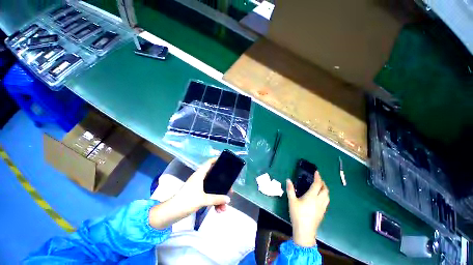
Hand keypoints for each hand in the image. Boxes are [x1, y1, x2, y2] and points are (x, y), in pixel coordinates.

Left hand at [149, 158, 230, 228]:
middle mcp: (200, 179)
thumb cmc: (186, 201)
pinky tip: (218, 210)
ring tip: (223, 208)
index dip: (217, 160)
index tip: (226, 162)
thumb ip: (217, 199)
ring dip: (218, 198)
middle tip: (230, 190)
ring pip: (212, 189)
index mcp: (200, 174)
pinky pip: (209, 196)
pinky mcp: (197, 195)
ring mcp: (198, 187)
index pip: (209, 163)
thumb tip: (228, 199)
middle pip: (214, 177)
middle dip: (222, 185)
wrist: (171, 213)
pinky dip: (213, 202)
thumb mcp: (203, 199)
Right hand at [286, 172, 328, 246]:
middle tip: (318, 179)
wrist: (305, 231)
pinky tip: (320, 197)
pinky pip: (326, 201)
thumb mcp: (292, 201)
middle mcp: (319, 200)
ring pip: (327, 196)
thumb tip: (288, 180)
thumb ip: (290, 189)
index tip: (317, 172)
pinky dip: (325, 195)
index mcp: (312, 196)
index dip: (318, 177)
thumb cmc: (297, 214)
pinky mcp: (323, 212)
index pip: (317, 184)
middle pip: (325, 190)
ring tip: (320, 187)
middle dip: (323, 183)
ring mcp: (322, 207)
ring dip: (325, 189)